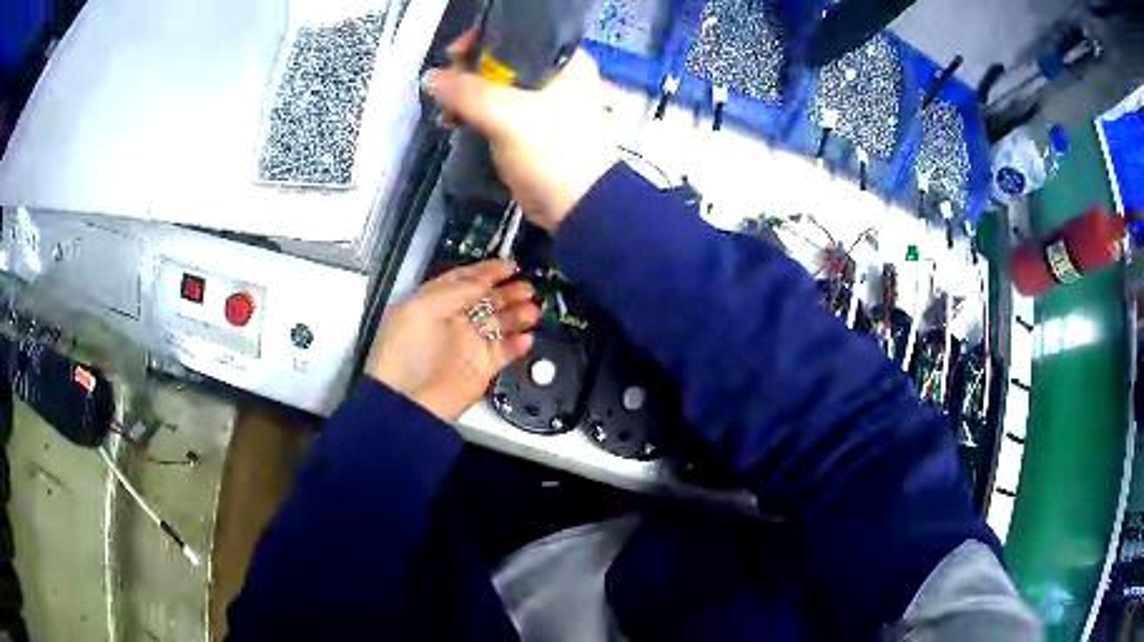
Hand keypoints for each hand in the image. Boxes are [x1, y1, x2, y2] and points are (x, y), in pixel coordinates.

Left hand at [367, 260, 538, 421]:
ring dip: (518, 314)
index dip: (487, 271)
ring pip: (500, 322)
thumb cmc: (407, 348)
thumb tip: (485, 283)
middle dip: (508, 291)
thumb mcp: (420, 308)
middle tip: (527, 288)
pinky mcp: (484, 367)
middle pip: (488, 299)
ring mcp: (471, 343)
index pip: (465, 280)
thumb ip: (454, 291)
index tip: (510, 265)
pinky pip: (506, 351)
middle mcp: (455, 320)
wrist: (409, 400)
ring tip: (533, 310)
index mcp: (436, 302)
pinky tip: (527, 337)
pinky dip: (518, 344)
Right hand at [423, 32, 617, 231]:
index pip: (517, 34)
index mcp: (565, 61)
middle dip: (469, 72)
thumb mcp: (508, 115)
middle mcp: (557, 75)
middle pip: (502, 60)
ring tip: (446, 110)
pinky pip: (496, 110)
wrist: (578, 206)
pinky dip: (475, 114)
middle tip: (446, 86)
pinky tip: (452, 122)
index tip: (454, 55)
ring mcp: (544, 102)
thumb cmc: (552, 150)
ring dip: (468, 95)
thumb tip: (431, 77)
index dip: (483, 39)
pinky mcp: (530, 127)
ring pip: (496, 86)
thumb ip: (466, 92)